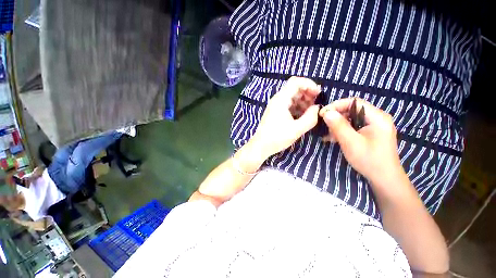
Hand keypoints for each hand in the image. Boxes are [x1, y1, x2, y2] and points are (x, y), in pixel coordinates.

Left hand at [250, 77, 320, 158]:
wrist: (261, 146)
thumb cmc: (277, 137)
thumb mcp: (297, 129)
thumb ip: (310, 117)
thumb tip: (317, 108)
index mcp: (281, 100)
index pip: (296, 82)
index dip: (309, 84)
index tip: (318, 93)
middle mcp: (277, 100)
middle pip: (294, 88)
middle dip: (307, 93)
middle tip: (316, 102)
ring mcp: (275, 106)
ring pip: (291, 97)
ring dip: (303, 100)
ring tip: (311, 110)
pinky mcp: (275, 112)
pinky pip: (288, 105)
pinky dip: (297, 107)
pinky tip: (302, 115)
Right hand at [320, 98, 403, 185]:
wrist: (384, 178)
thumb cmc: (369, 160)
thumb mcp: (351, 142)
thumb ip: (339, 126)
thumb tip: (326, 112)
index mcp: (377, 117)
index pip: (354, 102)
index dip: (336, 105)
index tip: (322, 114)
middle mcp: (377, 118)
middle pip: (352, 110)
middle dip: (336, 116)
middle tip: (324, 126)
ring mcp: (374, 126)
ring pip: (351, 118)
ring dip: (337, 125)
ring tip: (327, 134)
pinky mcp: (370, 133)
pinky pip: (353, 126)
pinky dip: (342, 130)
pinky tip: (333, 138)